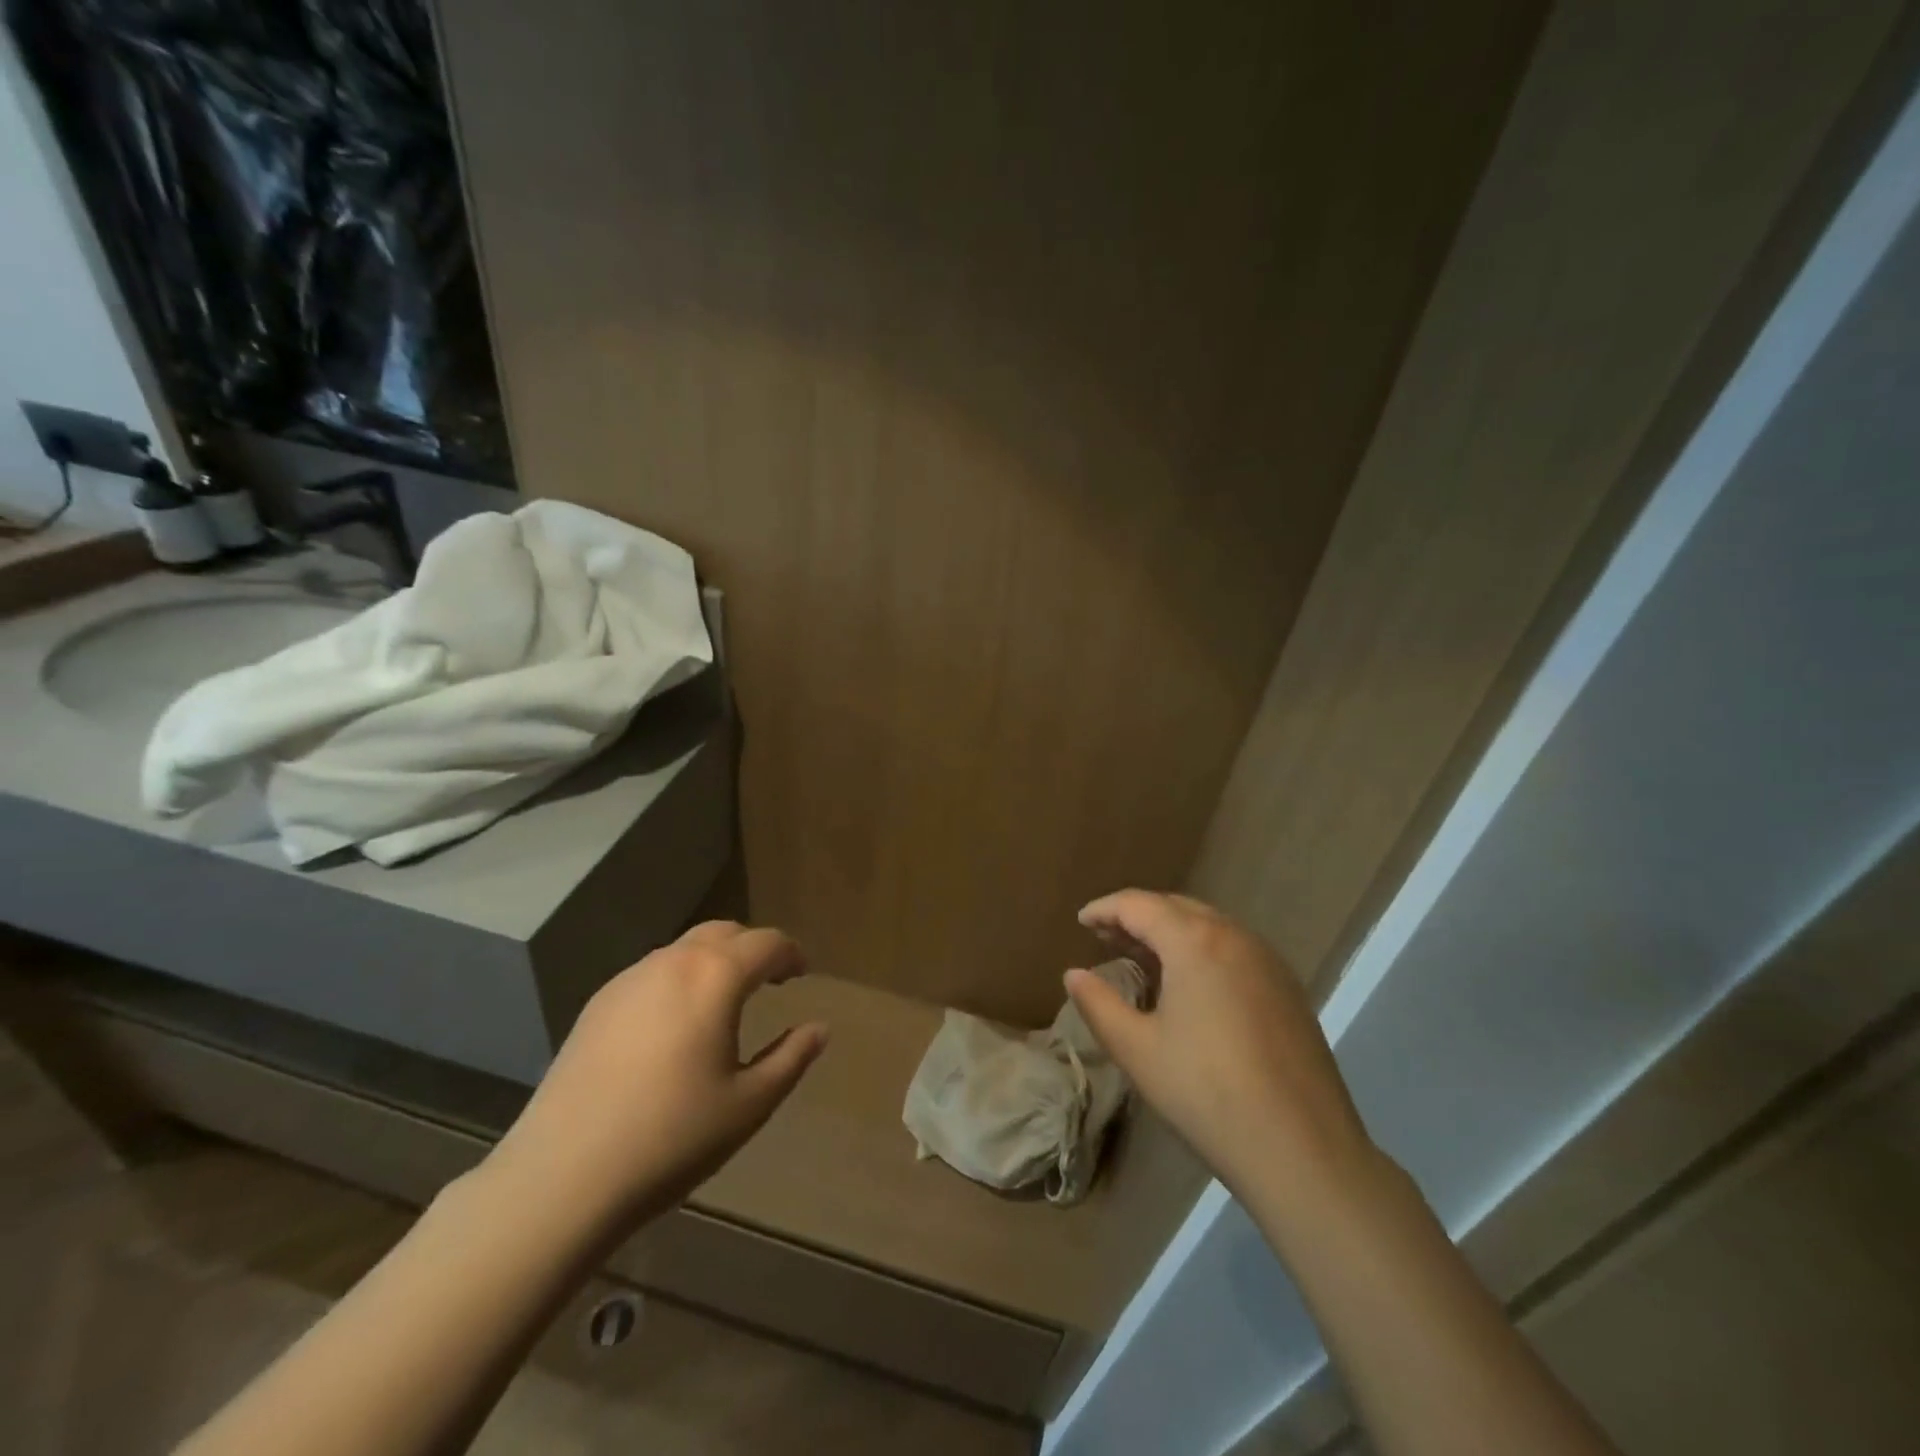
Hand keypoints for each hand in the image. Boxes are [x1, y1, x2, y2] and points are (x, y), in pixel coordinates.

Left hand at [487, 920, 828, 1240]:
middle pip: (724, 933)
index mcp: (716, 977)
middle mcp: (673, 962)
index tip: (801, 974)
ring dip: (714, 961)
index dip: (791, 954)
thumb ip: (791, 1058)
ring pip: (684, 949)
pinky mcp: (597, 1004)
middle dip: (753, 948)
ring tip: (725, 1000)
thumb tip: (818, 1028)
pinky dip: (679, 979)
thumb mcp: (749, 1104)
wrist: (562, 1177)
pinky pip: (652, 972)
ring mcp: (629, 980)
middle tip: (770, 980)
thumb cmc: (672, 1138)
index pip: (767, 943)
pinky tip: (675, 1023)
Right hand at [1065, 890, 1372, 1198]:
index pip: (1139, 904)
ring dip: (1170, 932)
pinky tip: (1189, 983)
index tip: (1081, 921)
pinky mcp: (1287, 987)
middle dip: (1137, 916)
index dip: (1105, 908)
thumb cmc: (1206, 1094)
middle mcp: (1234, 936)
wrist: (1303, 1150)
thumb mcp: (1137, 1050)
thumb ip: (1098, 1003)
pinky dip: (1201, 949)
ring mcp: (1267, 960)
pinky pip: (1233, 948)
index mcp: (1195, 942)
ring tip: (1141, 956)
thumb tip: (1074, 974)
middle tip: (1105, 936)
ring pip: (1208, 925)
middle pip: (1176, 907)